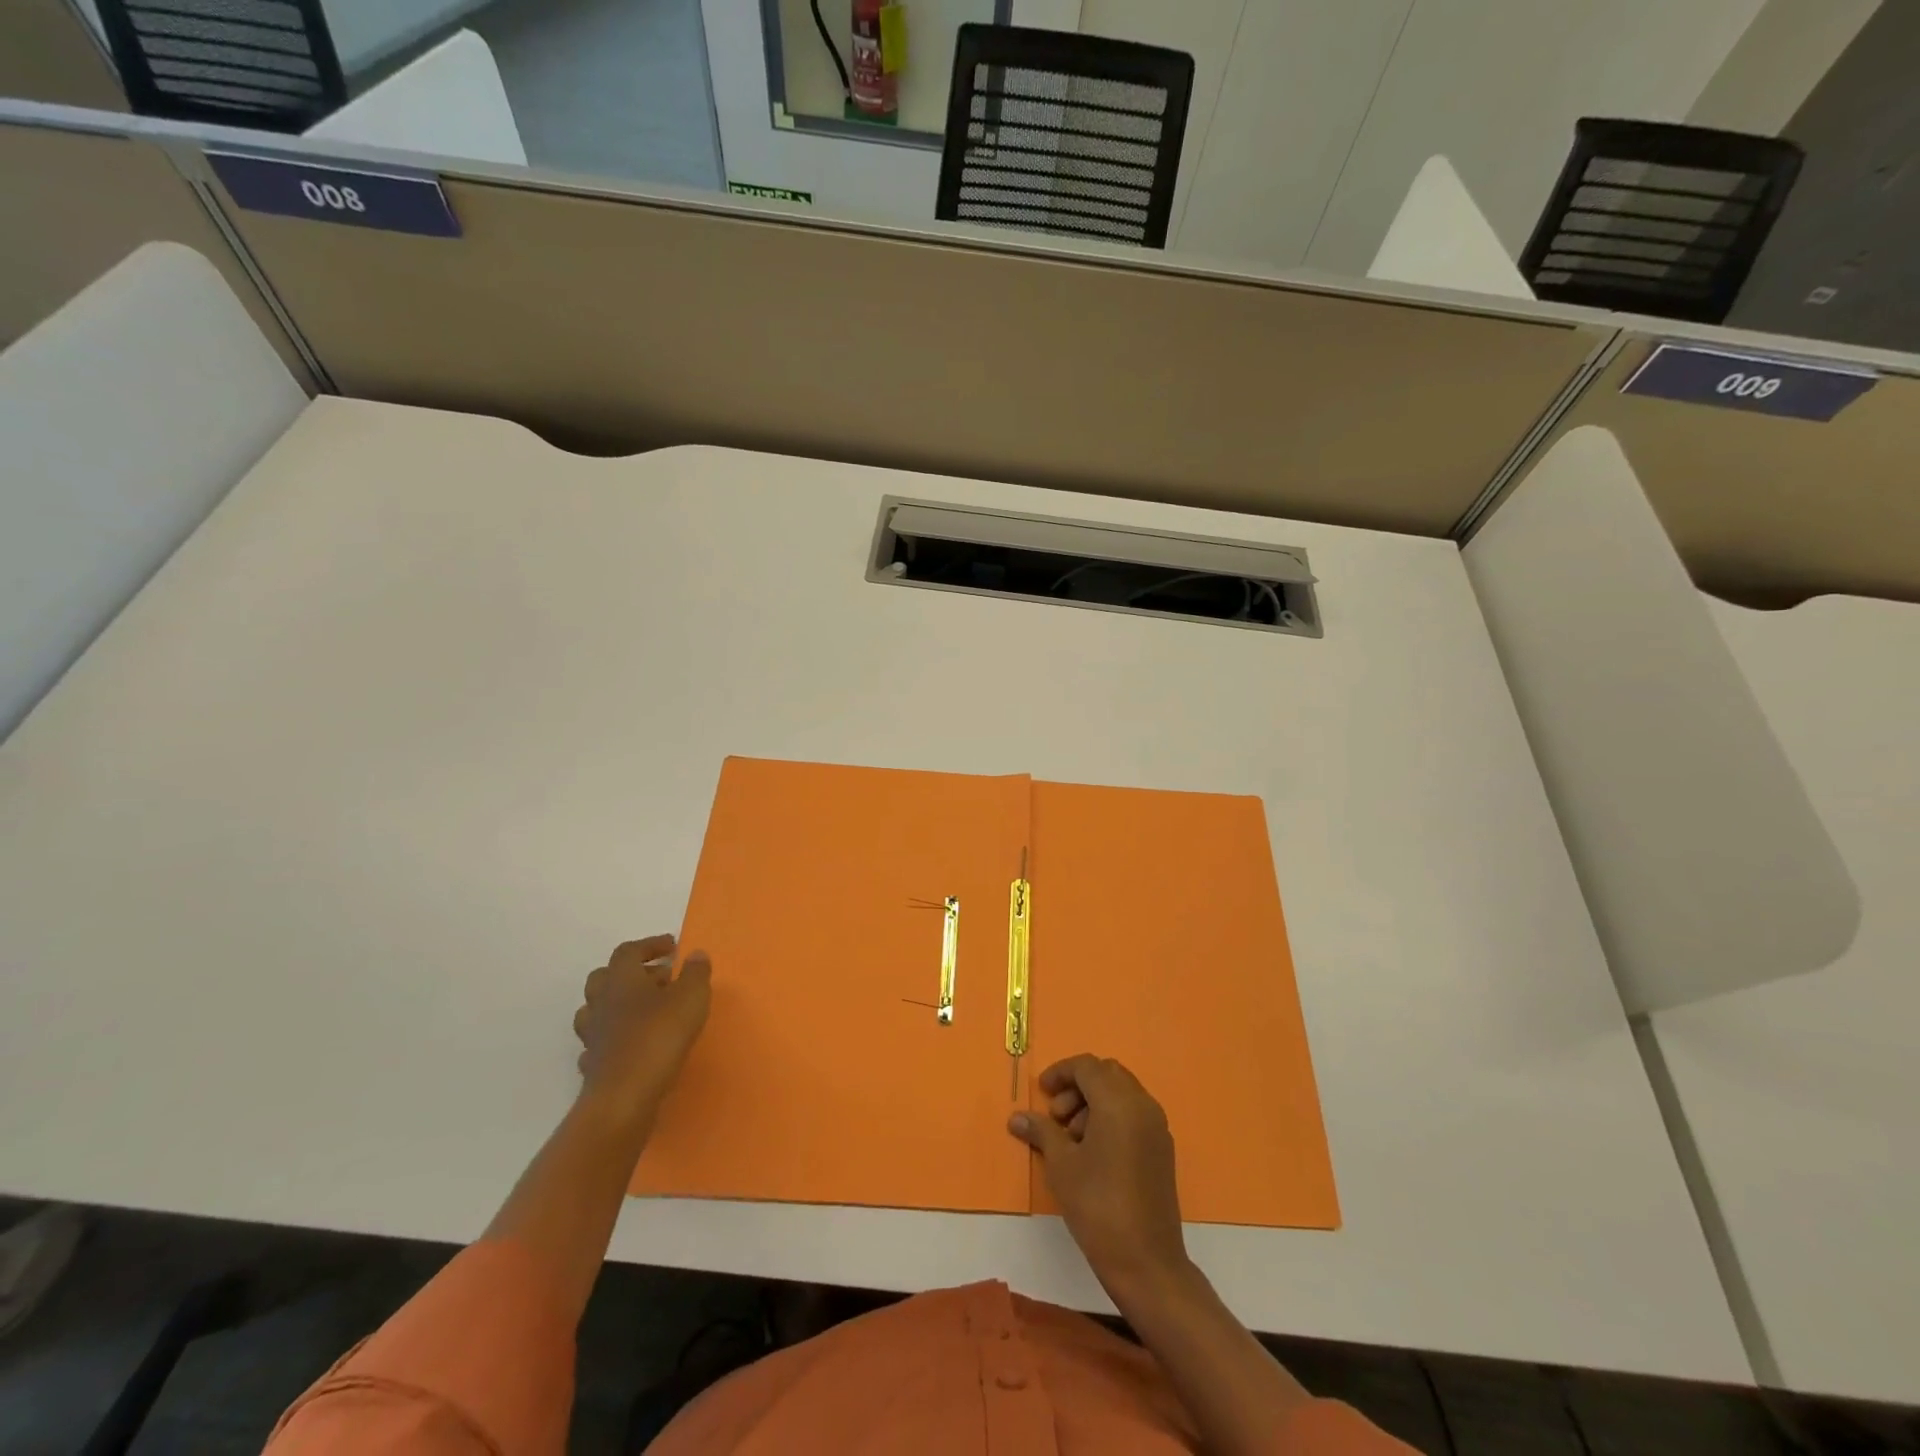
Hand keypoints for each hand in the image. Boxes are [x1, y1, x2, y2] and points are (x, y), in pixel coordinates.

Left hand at [573, 935, 711, 1129]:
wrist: (624, 1096)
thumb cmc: (659, 1036)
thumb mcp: (691, 997)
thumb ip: (695, 972)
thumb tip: (694, 954)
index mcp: (622, 979)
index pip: (628, 951)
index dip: (649, 945)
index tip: (672, 947)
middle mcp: (601, 1002)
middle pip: (604, 977)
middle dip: (631, 973)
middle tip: (660, 979)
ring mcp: (592, 1035)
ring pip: (595, 1009)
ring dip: (618, 1004)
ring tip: (645, 1011)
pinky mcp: (593, 1064)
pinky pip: (598, 1042)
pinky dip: (613, 1037)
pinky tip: (630, 1044)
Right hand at [1008, 1054, 1189, 1297]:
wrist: (1146, 1262)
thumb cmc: (1098, 1206)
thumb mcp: (1061, 1165)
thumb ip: (1041, 1131)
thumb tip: (1017, 1117)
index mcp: (1119, 1102)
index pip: (1087, 1067)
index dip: (1061, 1073)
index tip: (1042, 1093)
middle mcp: (1142, 1105)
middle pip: (1107, 1074)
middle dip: (1078, 1087)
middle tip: (1057, 1116)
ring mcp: (1157, 1127)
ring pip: (1122, 1093)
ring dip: (1094, 1102)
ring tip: (1072, 1139)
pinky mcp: (1162, 1149)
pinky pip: (1134, 1114)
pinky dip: (1112, 1117)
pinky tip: (1094, 1151)